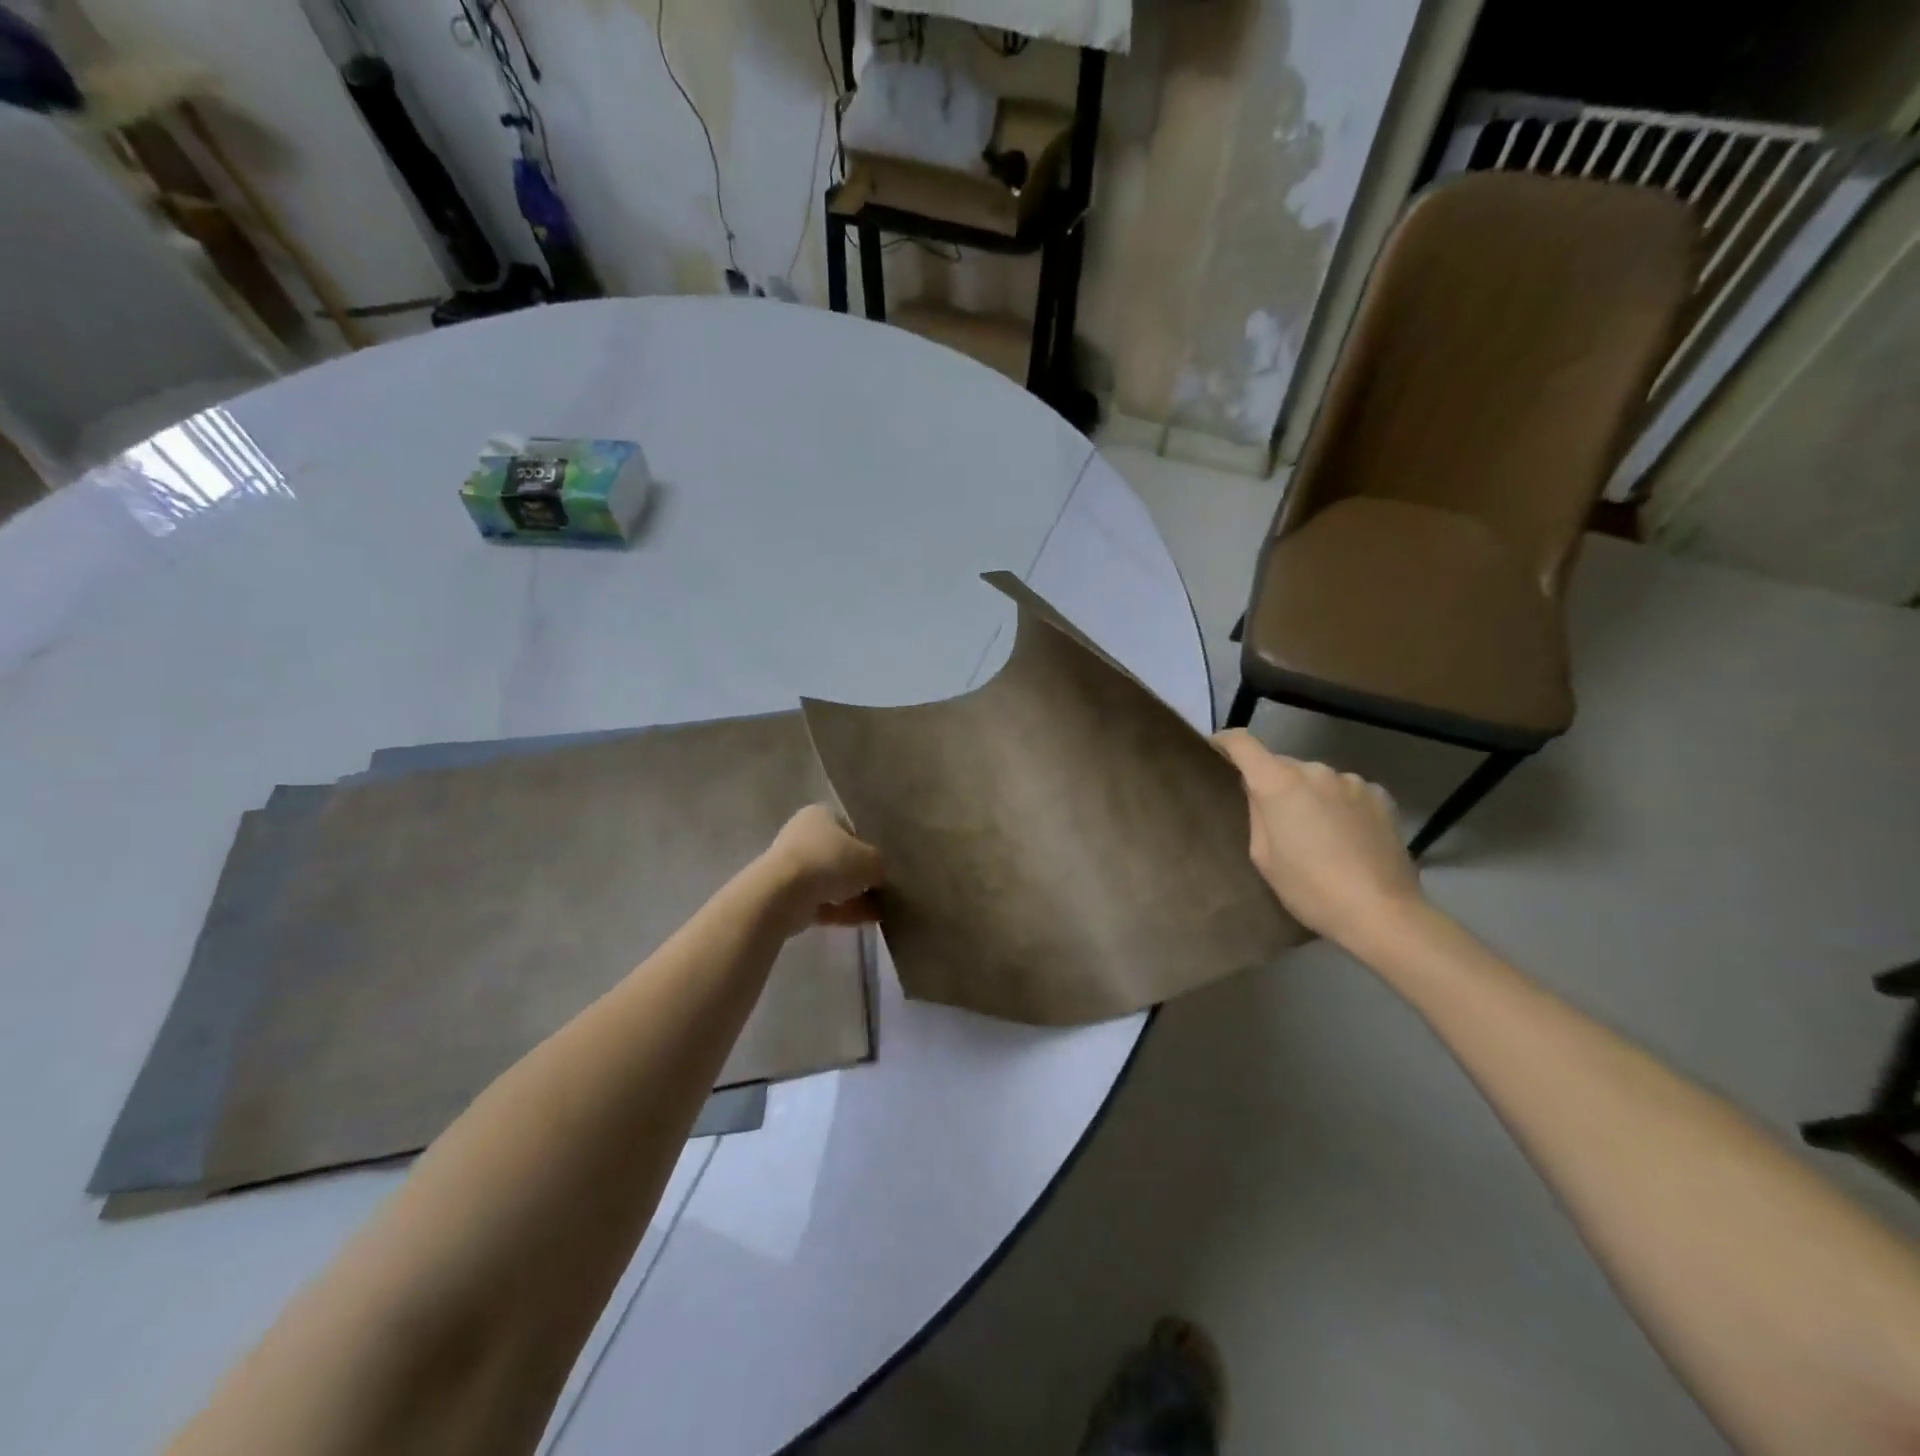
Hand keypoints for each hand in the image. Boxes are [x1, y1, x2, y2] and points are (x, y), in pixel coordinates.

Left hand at [759, 804, 884, 936]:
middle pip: (839, 857)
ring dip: (853, 896)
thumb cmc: (830, 861)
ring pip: (830, 882)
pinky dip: (842, 911)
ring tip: (879, 912)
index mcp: (820, 815)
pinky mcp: (787, 895)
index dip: (867, 847)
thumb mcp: (871, 860)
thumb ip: (879, 865)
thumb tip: (878, 876)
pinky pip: (822, 902)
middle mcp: (803, 836)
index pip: (850, 829)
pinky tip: (865, 921)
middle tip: (880, 890)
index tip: (880, 867)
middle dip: (859, 876)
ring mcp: (792, 867)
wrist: (783, 893)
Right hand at [1213, 730, 1424, 949]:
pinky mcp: (1379, 795)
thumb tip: (1256, 790)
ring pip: (1315, 778)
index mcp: (1279, 783)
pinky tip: (1345, 836)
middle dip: (1272, 782)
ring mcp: (1351, 780)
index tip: (1215, 750)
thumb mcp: (1264, 856)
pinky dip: (1337, 804)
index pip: (1242, 743)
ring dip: (1307, 794)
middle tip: (1271, 816)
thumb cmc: (1309, 889)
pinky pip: (1345, 791)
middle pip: (1281, 764)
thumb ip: (1256, 813)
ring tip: (1314, 831)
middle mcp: (1315, 770)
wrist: (1381, 912)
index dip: (1224, 741)